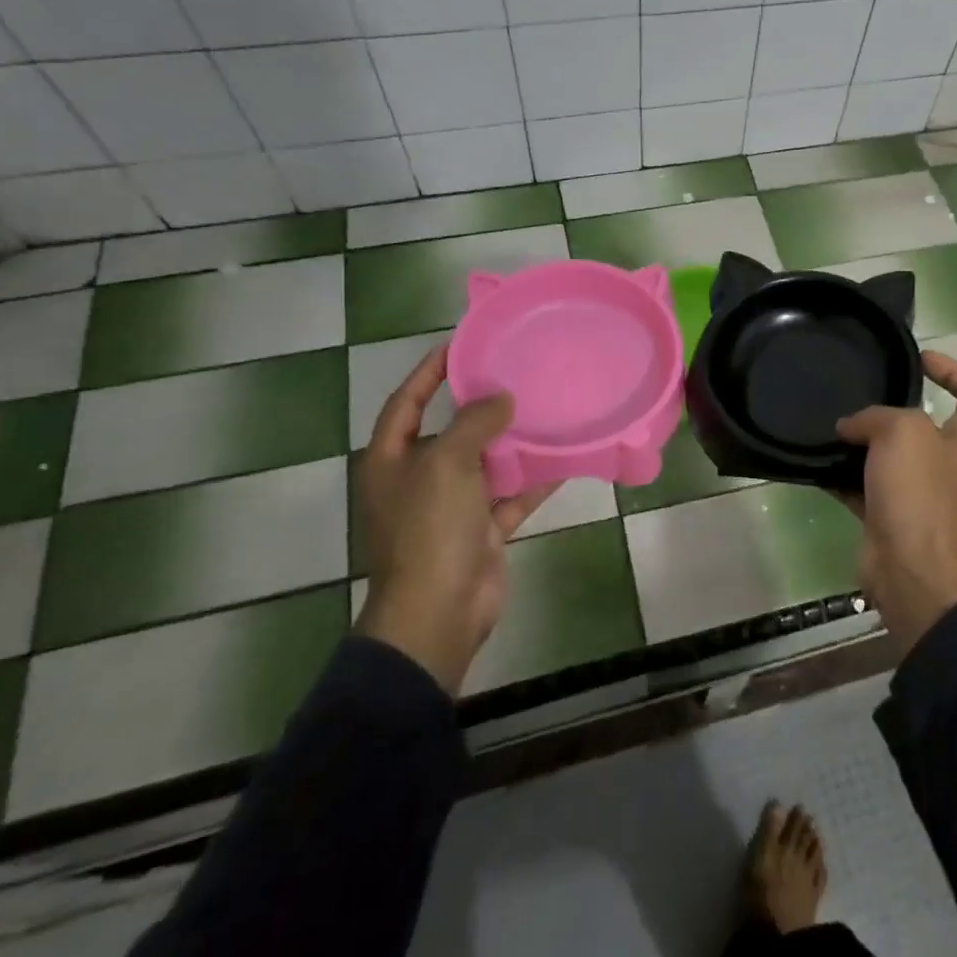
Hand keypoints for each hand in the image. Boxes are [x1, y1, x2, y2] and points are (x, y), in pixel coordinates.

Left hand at [353, 344, 555, 694]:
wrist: (439, 611)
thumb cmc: (430, 529)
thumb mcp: (446, 464)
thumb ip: (473, 423)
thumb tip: (501, 398)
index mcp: (392, 460)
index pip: (406, 402)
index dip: (428, 372)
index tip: (460, 345)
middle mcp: (419, 479)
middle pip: (450, 431)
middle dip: (480, 406)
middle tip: (515, 373)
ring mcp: (452, 507)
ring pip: (486, 463)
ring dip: (512, 441)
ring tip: (544, 408)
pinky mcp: (483, 529)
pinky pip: (512, 495)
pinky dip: (534, 479)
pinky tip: (564, 458)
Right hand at [835, 351, 956, 655]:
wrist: (912, 572)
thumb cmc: (920, 494)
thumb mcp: (903, 433)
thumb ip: (876, 416)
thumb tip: (851, 427)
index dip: (955, 370)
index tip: (919, 359)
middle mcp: (948, 465)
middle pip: (927, 425)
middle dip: (894, 408)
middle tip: (861, 393)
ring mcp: (920, 494)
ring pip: (891, 457)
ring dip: (863, 442)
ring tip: (832, 424)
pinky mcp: (890, 518)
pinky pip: (863, 488)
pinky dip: (842, 476)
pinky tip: (816, 463)